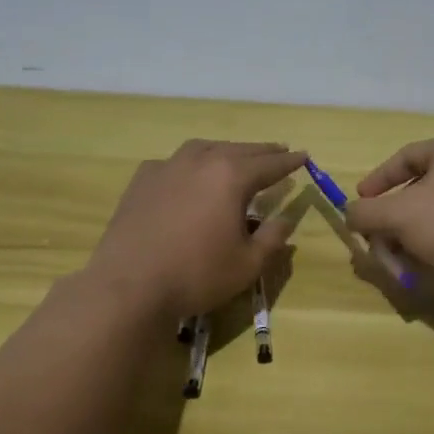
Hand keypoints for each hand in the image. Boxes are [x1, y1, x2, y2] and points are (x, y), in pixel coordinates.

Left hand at [85, 140, 304, 320]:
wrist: (129, 285)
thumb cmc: (197, 275)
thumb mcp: (247, 264)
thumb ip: (272, 238)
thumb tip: (286, 219)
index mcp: (231, 176)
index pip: (269, 164)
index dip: (289, 161)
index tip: (304, 156)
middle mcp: (200, 161)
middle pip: (239, 150)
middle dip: (262, 151)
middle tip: (279, 150)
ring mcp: (167, 167)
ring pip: (204, 149)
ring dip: (226, 150)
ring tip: (237, 156)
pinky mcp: (142, 180)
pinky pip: (174, 162)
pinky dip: (191, 163)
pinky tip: (189, 175)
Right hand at [343, 135, 433, 285]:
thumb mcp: (399, 216)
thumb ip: (366, 212)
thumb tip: (350, 214)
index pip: (404, 157)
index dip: (377, 181)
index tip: (360, 204)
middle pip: (417, 188)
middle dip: (391, 220)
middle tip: (377, 242)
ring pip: (433, 211)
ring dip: (408, 236)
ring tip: (398, 262)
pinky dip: (432, 242)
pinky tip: (423, 266)